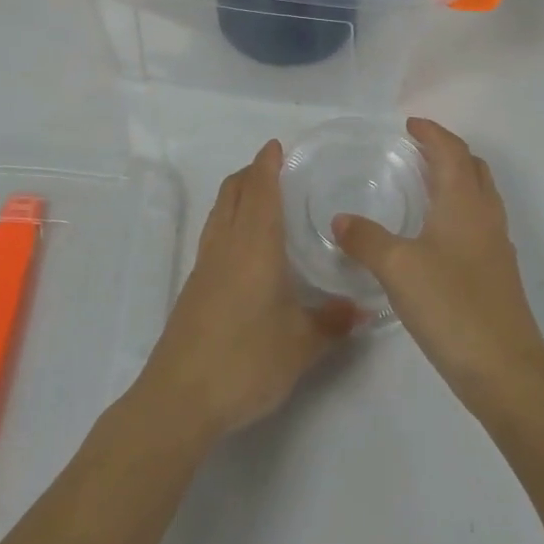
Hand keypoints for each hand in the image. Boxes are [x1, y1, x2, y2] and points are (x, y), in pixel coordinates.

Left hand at [138, 140, 355, 439]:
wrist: (180, 397)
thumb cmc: (246, 360)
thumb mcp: (301, 345)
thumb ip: (333, 322)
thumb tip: (363, 309)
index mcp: (254, 245)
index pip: (260, 190)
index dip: (267, 164)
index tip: (277, 146)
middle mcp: (226, 245)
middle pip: (232, 193)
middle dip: (250, 173)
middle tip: (275, 168)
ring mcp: (205, 266)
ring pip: (218, 213)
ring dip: (236, 195)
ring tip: (261, 199)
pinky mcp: (194, 288)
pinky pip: (213, 236)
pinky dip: (229, 222)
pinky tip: (246, 248)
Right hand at [333, 118, 543, 406]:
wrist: (505, 369)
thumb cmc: (451, 305)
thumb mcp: (397, 268)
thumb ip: (366, 239)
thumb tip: (340, 219)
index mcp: (464, 203)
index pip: (452, 151)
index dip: (432, 133)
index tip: (410, 124)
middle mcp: (485, 216)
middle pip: (473, 168)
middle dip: (447, 152)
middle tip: (416, 151)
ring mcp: (495, 246)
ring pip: (479, 196)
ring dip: (456, 180)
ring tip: (424, 185)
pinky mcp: (496, 274)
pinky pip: (478, 223)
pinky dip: (458, 211)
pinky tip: (435, 235)